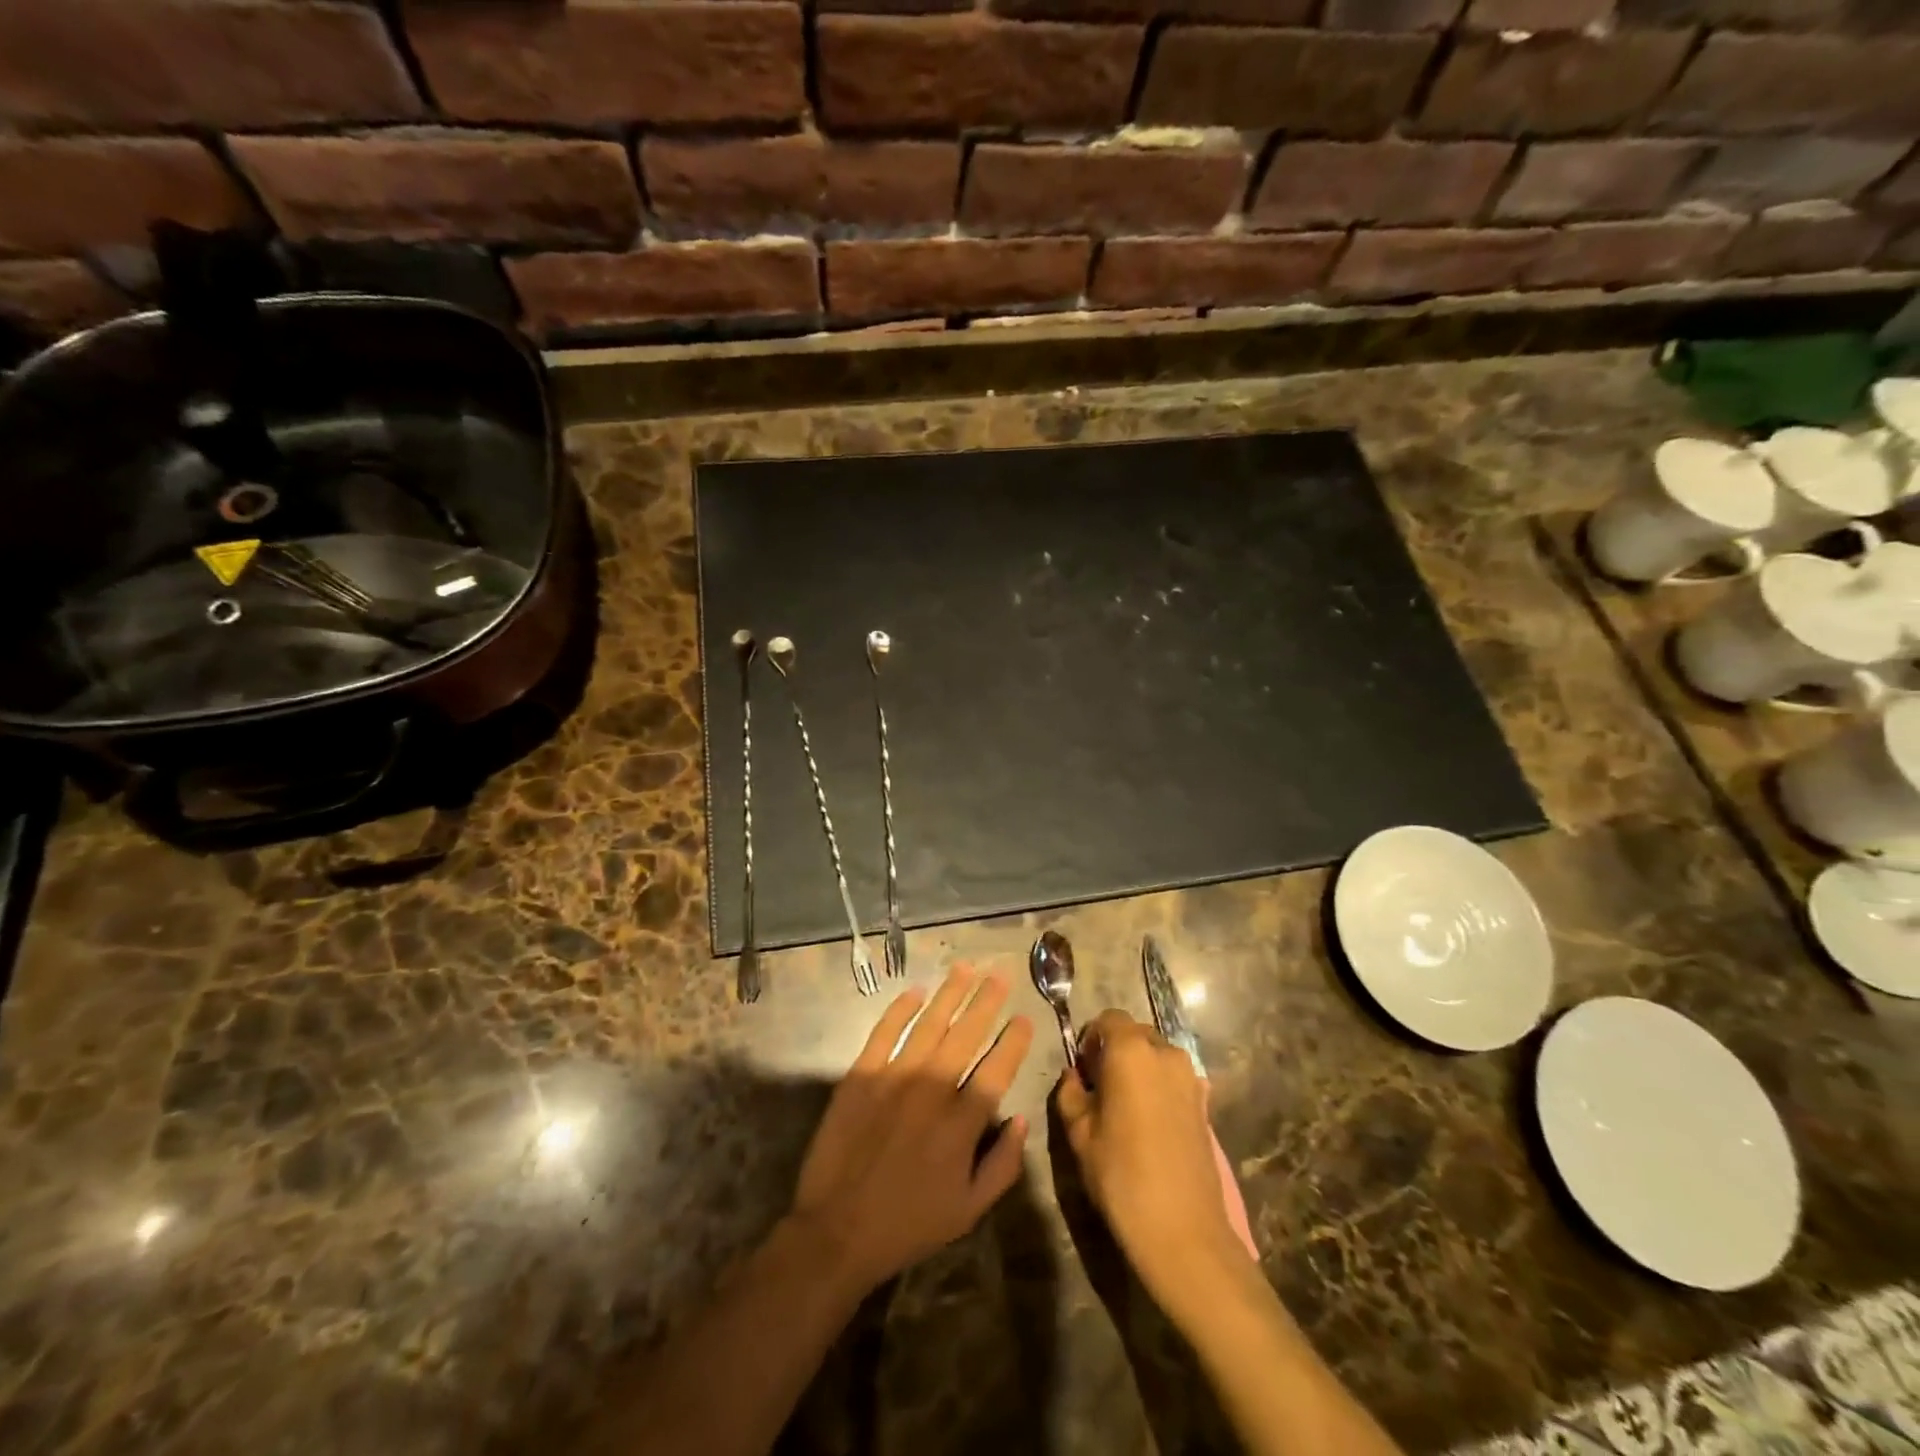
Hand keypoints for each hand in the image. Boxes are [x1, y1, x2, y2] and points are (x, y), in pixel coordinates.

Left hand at [789, 965, 1034, 1294]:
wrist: (837, 1230)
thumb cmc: (908, 1224)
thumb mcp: (969, 1211)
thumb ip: (1003, 1164)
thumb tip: (1021, 1119)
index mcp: (962, 1123)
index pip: (997, 1069)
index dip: (1014, 1041)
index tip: (1025, 1018)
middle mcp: (932, 1089)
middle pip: (966, 1034)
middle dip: (987, 1001)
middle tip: (1000, 974)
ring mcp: (894, 1077)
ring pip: (929, 1023)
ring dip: (950, 993)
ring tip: (965, 967)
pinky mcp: (861, 1074)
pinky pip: (885, 1031)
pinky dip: (900, 1009)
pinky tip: (915, 991)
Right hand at [1055, 1010, 1250, 1300]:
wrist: (1184, 1232)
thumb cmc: (1122, 1176)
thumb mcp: (1079, 1134)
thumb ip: (1070, 1094)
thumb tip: (1074, 1077)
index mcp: (1131, 1051)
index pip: (1109, 1019)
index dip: (1091, 1038)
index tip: (1083, 1069)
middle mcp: (1166, 1053)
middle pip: (1135, 1033)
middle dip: (1115, 1051)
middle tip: (1099, 1088)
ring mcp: (1191, 1078)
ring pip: (1157, 1056)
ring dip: (1139, 1069)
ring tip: (1125, 1108)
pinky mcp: (1205, 1104)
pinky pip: (1174, 1079)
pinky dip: (1158, 1088)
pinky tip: (1149, 1124)